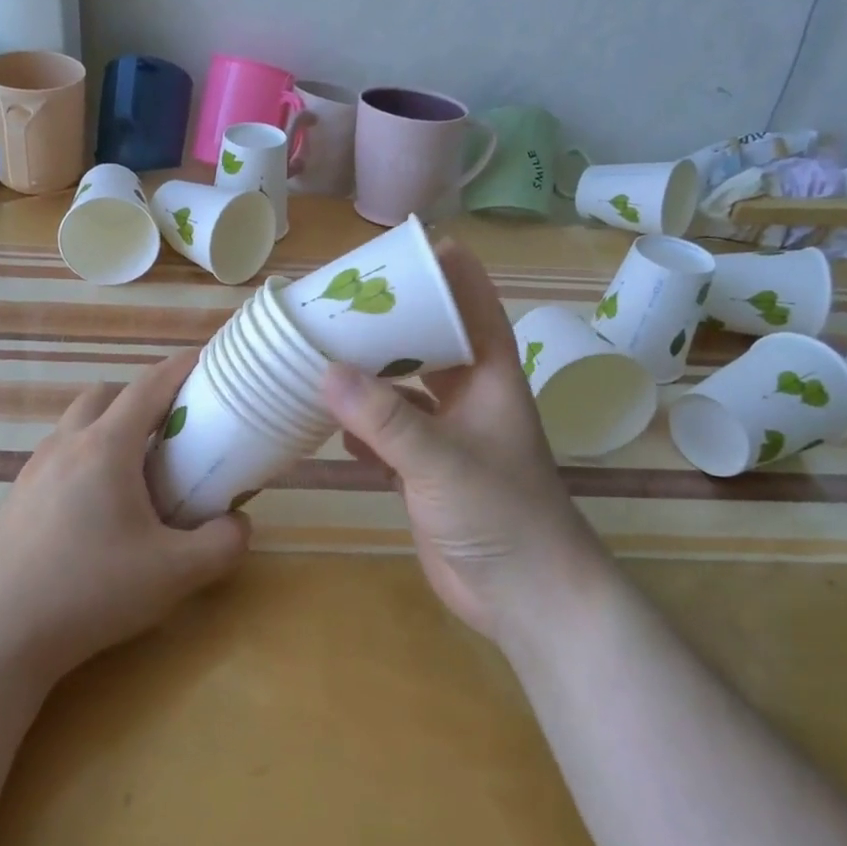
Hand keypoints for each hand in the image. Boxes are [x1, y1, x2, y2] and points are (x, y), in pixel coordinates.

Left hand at [0, 350, 250, 677]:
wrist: (5, 634)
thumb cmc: (94, 592)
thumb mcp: (176, 573)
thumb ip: (222, 544)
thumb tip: (238, 523)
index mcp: (106, 448)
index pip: (148, 386)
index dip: (180, 368)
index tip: (205, 362)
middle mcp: (66, 445)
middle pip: (105, 394)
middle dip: (140, 396)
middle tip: (170, 428)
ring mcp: (34, 469)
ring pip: (76, 422)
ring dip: (108, 425)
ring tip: (134, 468)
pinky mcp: (17, 496)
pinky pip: (58, 454)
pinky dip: (84, 455)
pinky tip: (96, 504)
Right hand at [321, 241, 611, 642]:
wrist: (526, 598)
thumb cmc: (501, 515)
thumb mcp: (441, 461)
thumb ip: (383, 418)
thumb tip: (324, 369)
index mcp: (489, 377)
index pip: (472, 303)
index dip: (444, 270)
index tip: (399, 247)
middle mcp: (468, 397)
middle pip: (429, 341)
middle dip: (389, 320)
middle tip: (338, 299)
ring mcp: (446, 436)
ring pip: (403, 389)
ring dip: (368, 373)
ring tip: (320, 350)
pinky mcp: (425, 472)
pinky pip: (386, 434)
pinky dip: (360, 426)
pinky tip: (326, 420)